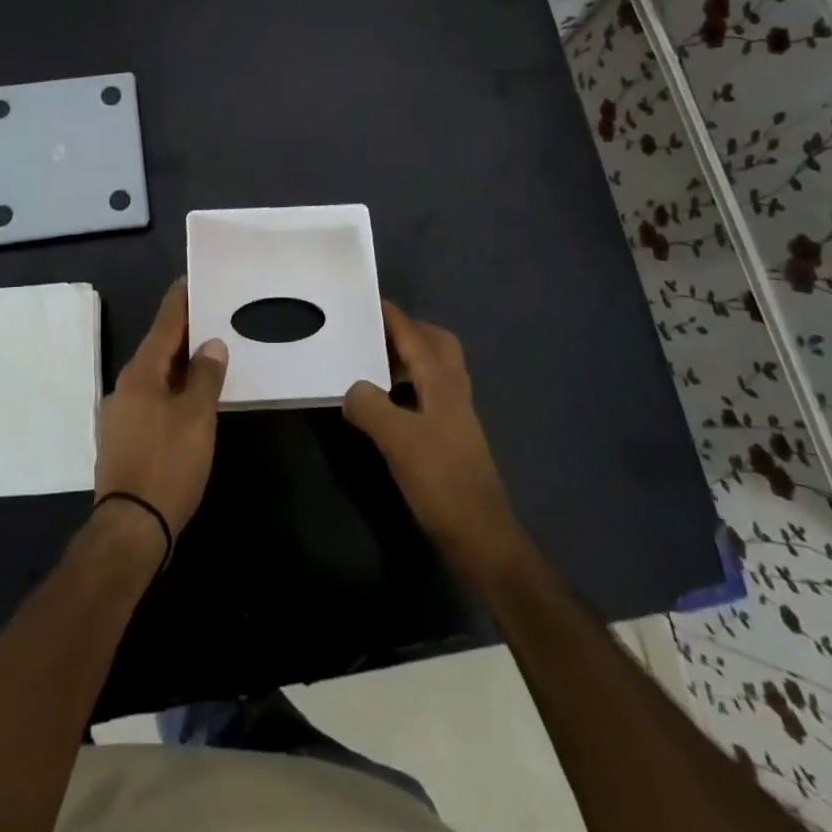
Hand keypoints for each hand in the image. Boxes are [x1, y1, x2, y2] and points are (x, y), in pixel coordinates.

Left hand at [95, 280, 227, 541]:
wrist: (131, 527)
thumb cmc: (167, 464)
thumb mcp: (196, 417)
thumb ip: (205, 376)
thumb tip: (211, 344)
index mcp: (141, 373)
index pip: (164, 324)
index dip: (180, 301)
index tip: (192, 279)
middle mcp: (126, 386)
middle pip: (158, 348)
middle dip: (184, 331)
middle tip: (212, 313)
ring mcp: (121, 414)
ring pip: (156, 375)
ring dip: (180, 361)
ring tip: (208, 351)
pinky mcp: (125, 438)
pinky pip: (153, 398)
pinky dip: (173, 387)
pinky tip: (191, 395)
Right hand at [344, 301, 527, 580]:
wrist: (479, 533)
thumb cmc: (441, 479)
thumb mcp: (397, 439)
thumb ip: (369, 405)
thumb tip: (351, 388)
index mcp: (442, 381)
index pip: (415, 335)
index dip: (393, 316)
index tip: (370, 298)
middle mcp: (452, 390)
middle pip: (436, 344)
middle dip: (408, 332)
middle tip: (374, 332)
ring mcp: (454, 414)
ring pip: (433, 370)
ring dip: (407, 359)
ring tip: (372, 364)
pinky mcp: (450, 437)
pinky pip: (427, 394)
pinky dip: (407, 387)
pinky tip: (385, 405)